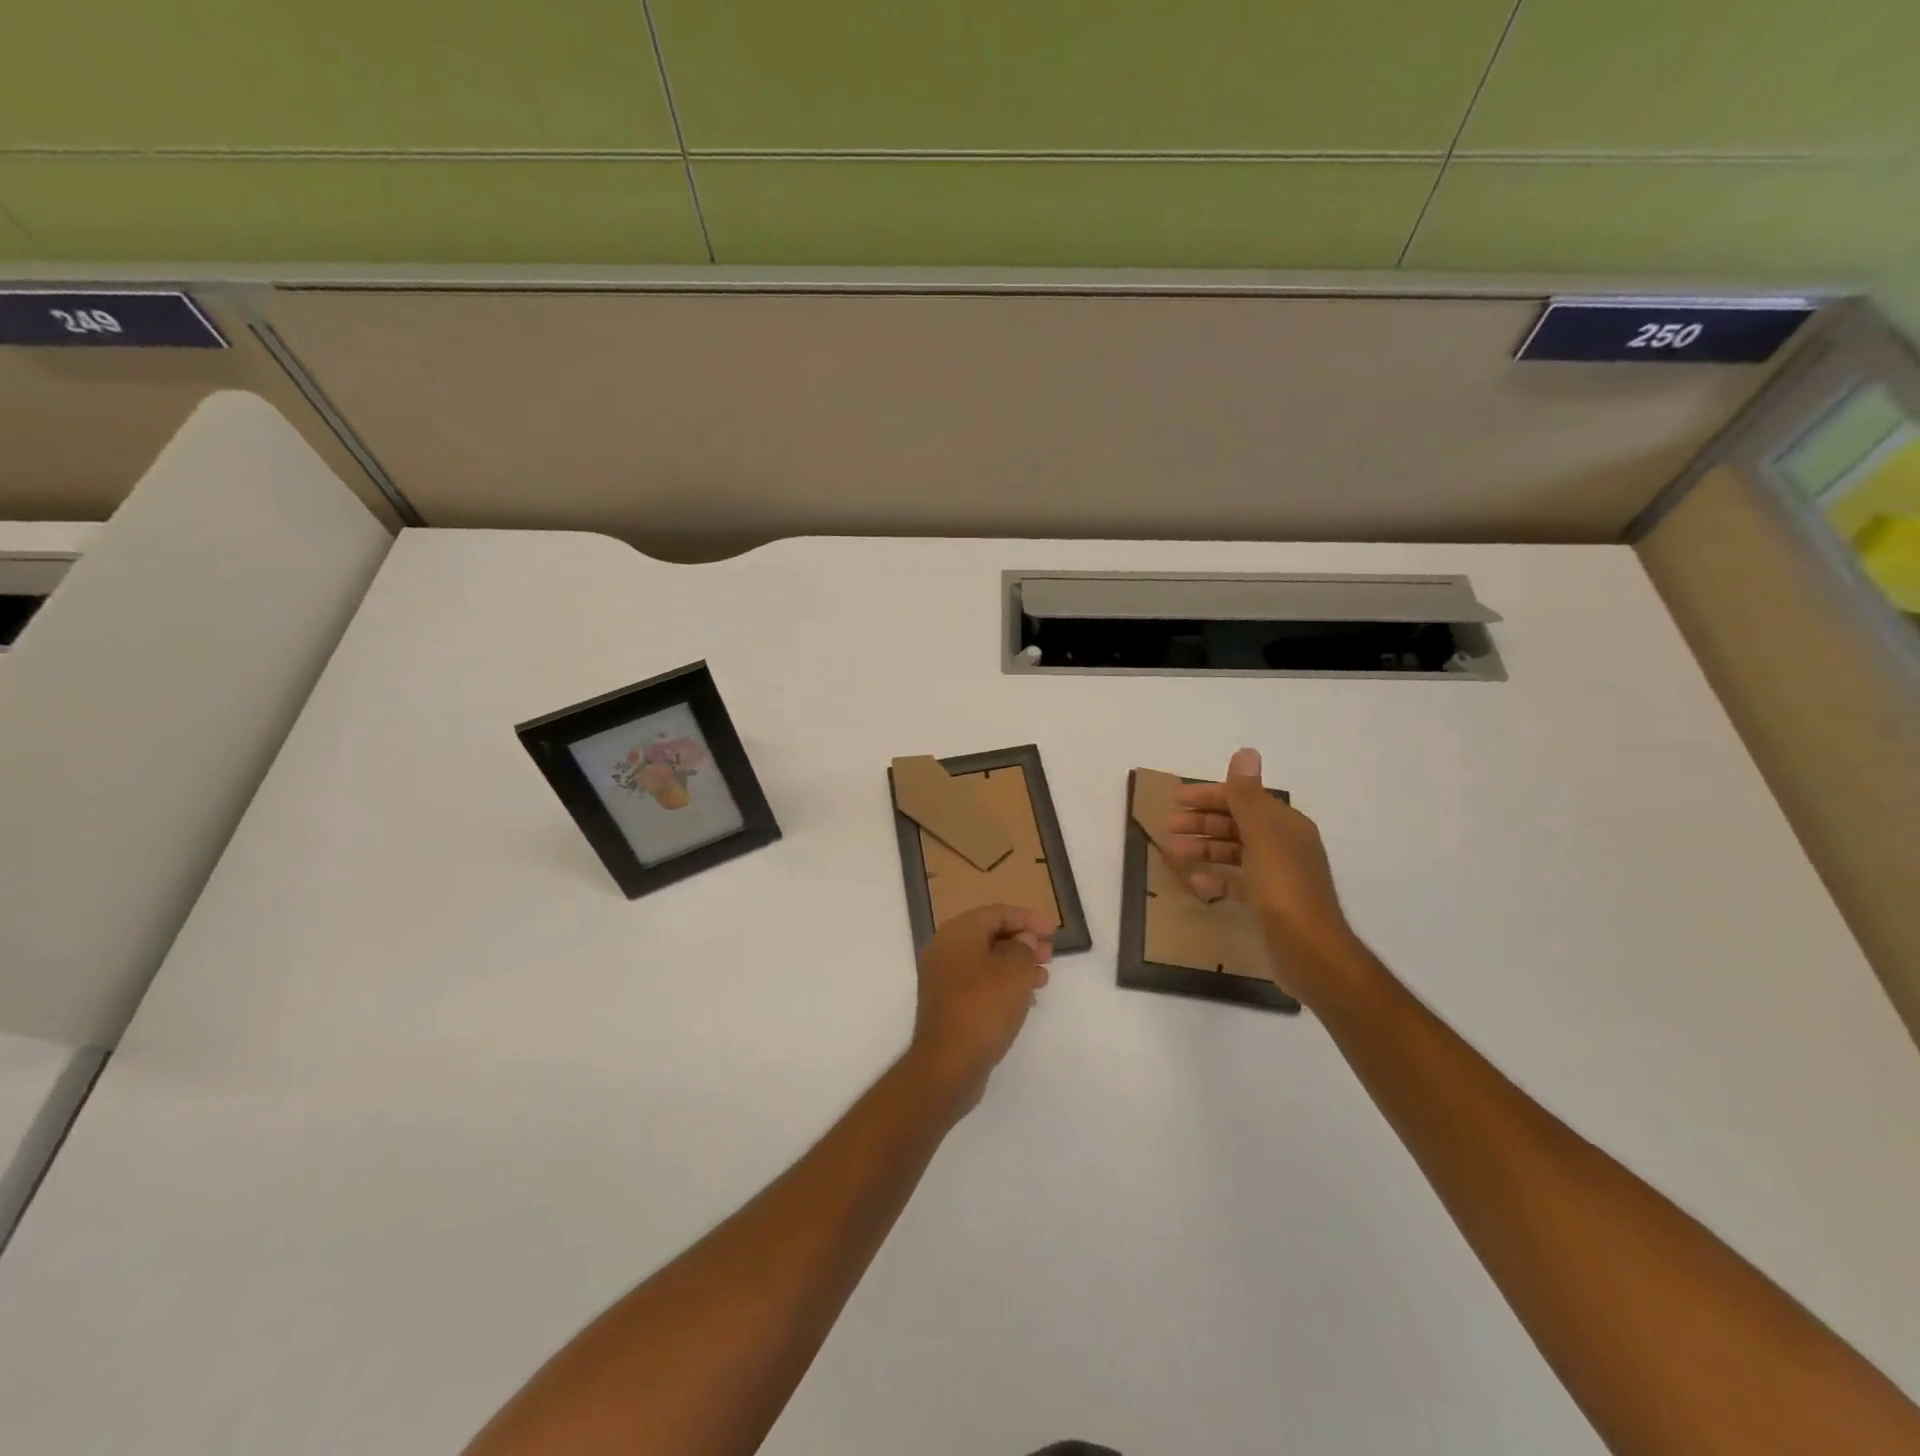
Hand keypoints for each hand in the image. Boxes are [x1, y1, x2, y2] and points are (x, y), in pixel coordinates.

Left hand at [907, 905, 1052, 1109]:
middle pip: (989, 935)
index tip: (1053, 932)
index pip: (997, 913)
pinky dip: (1002, 984)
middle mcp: (945, 949)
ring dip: (1015, 965)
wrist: (948, 1063)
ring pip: (985, 961)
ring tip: (1043, 977)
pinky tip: (1025, 998)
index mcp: (957, 932)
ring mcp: (942, 978)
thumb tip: (1023, 941)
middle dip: (1022, 943)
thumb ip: (1024, 948)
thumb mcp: (1014, 972)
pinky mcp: (947, 1003)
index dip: (1028, 919)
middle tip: (1049, 955)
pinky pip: (978, 983)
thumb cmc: (984, 1007)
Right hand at [1166, 747, 1361, 1004]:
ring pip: (1233, 851)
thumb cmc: (1284, 890)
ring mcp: (1276, 874)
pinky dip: (1215, 878)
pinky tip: (1195, 883)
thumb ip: (1248, 796)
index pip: (1243, 798)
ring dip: (1204, 847)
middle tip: (1169, 826)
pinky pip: (1236, 881)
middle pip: (1236, 823)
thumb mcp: (1263, 837)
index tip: (1176, 799)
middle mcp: (1283, 844)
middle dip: (1202, 822)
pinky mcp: (1267, 901)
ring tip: (1173, 852)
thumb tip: (1246, 752)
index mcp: (1285, 825)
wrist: (1311, 952)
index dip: (1210, 796)